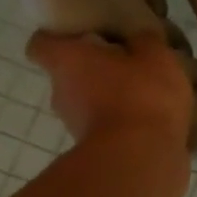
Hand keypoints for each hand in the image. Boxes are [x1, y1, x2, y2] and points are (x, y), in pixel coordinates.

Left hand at [26, 31, 193, 154]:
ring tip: (148, 95)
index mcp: (67, 61)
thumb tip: (138, 39)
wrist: (142, 161)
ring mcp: (75, 127)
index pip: (41, 44)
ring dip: (112, 99)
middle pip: (70, 74)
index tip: (82, 35)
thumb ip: (145, 42)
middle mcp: (62, 93)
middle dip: (95, 69)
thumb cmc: (142, 96)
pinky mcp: (97, 153)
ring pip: (90, 104)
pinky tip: (156, 121)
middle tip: (127, 62)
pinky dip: (125, 125)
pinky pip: (110, 129)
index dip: (58, 37)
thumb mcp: (156, 56)